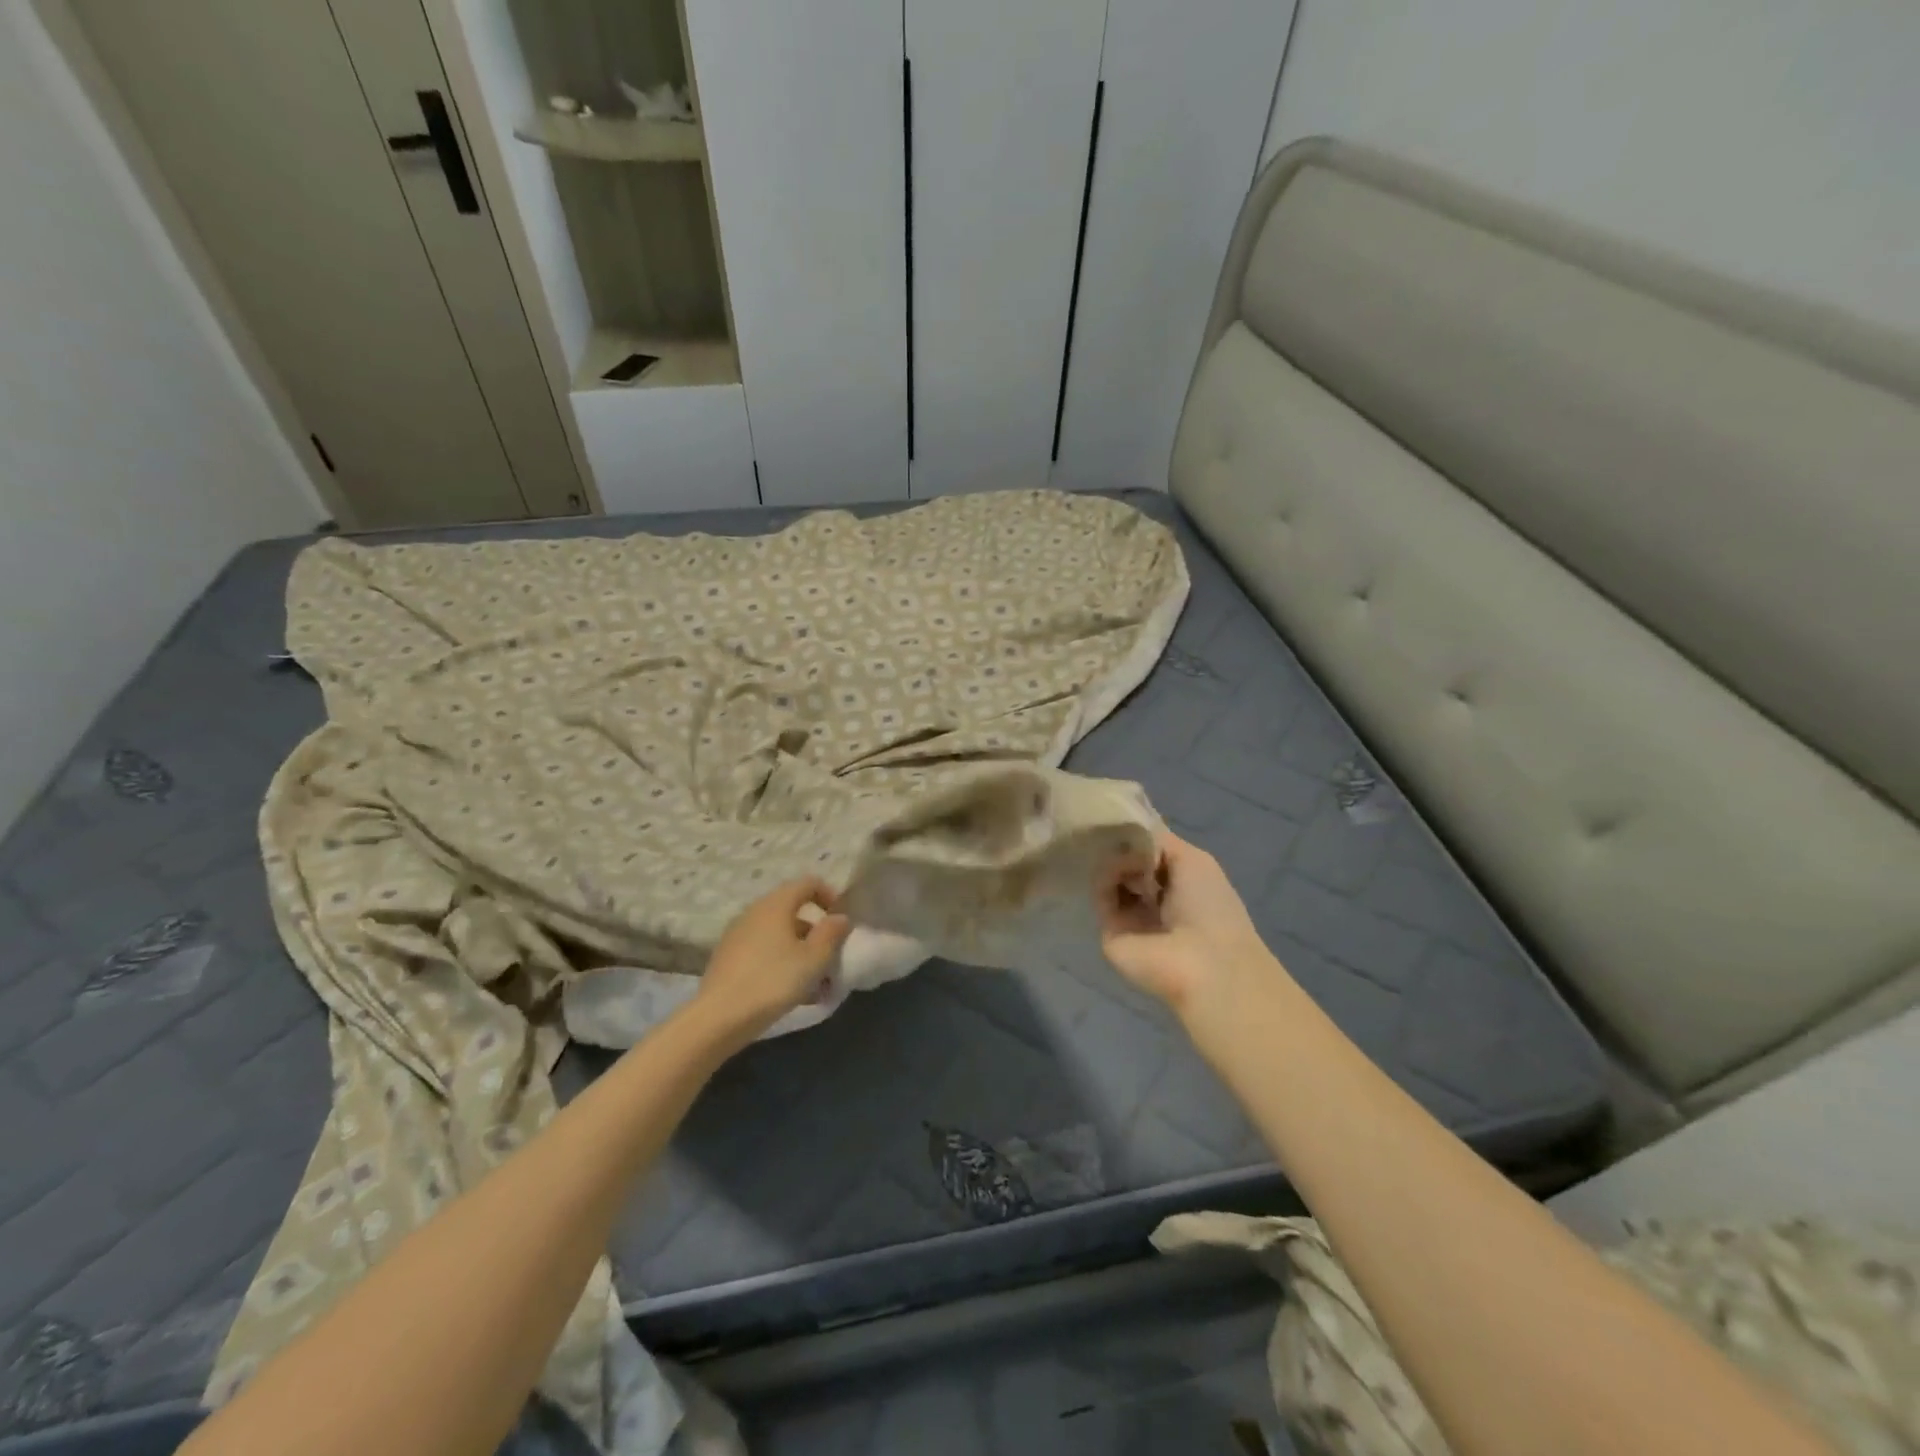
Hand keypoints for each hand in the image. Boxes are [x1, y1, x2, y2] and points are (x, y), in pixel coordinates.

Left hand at [693, 878, 850, 1045]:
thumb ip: (831, 933)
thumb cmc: (773, 981)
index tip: (841, 921)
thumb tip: (840, 917)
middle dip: (815, 931)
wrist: (719, 1018)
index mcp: (776, 904)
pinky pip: (762, 950)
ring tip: (814, 983)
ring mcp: (737, 934)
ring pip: (777, 934)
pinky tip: (790, 991)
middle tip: (830, 956)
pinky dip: (780, 961)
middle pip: (792, 910)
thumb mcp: (814, 959)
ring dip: (799, 950)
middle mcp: (754, 912)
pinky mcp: (727, 958)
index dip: (829, 895)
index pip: (808, 883)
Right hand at [1095, 832, 1279, 1021]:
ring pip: (1110, 875)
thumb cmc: (1209, 906)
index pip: (1146, 851)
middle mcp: (1151, 897)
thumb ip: (1157, 838)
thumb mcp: (1192, 859)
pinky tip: (1115, 867)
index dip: (1135, 832)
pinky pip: (1101, 894)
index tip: (1119, 809)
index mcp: (1176, 882)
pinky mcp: (1109, 930)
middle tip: (1112, 825)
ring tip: (1119, 849)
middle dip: (1120, 842)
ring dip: (1114, 858)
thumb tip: (1126, 826)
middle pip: (1125, 861)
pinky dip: (1105, 876)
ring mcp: (1128, 915)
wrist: (1204, 963)